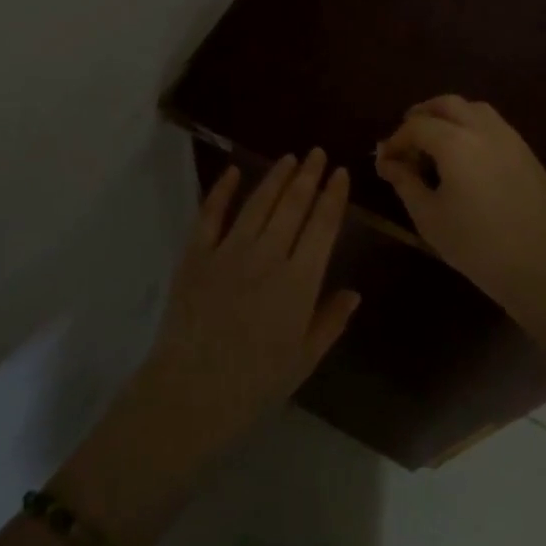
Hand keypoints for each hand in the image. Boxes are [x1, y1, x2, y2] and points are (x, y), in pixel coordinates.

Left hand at [144, 150, 360, 441]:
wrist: (191, 392)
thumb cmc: (255, 383)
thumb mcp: (304, 359)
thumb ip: (331, 321)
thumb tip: (354, 291)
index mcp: (300, 282)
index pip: (323, 227)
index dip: (333, 196)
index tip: (340, 173)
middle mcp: (268, 257)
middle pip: (293, 206)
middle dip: (309, 176)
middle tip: (318, 153)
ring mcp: (229, 251)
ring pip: (258, 203)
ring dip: (276, 177)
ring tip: (290, 158)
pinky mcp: (196, 254)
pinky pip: (211, 214)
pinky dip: (222, 189)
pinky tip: (233, 170)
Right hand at [375, 96, 545, 336]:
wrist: (540, 267)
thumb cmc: (475, 245)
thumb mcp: (429, 217)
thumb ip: (405, 182)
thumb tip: (387, 161)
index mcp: (456, 143)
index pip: (416, 126)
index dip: (396, 139)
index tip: (385, 159)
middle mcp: (484, 130)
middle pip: (447, 104)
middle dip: (423, 115)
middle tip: (408, 139)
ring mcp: (511, 139)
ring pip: (475, 109)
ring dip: (451, 117)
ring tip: (437, 143)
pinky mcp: (528, 153)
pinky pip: (495, 126)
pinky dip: (473, 128)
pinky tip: (468, 158)